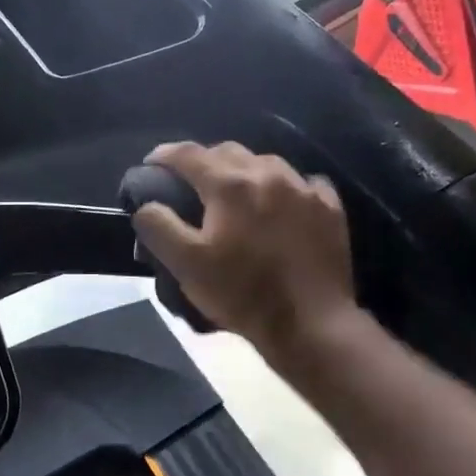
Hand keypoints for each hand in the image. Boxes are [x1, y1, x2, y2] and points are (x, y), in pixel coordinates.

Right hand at [129, 142, 356, 359]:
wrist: (311, 324)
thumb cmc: (243, 294)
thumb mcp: (186, 265)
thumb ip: (159, 227)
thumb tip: (146, 205)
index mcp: (230, 185)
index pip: (188, 154)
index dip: (164, 156)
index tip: (150, 165)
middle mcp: (268, 174)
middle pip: (227, 151)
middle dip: (203, 161)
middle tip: (190, 184)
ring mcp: (303, 188)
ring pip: (265, 162)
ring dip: (243, 171)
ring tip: (235, 194)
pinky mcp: (329, 207)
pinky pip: (302, 182)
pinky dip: (284, 187)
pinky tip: (281, 205)